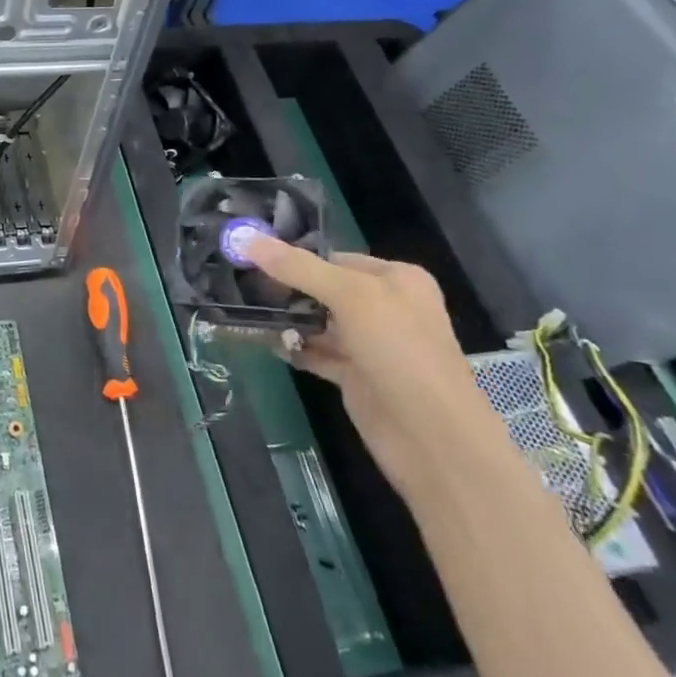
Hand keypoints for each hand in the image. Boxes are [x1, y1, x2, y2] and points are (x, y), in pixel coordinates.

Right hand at [246, 238, 513, 502]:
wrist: (434, 439)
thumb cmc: (399, 351)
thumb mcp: (350, 297)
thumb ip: (297, 267)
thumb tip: (246, 237)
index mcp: (397, 279)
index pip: (336, 258)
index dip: (296, 259)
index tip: (250, 260)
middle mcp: (386, 308)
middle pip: (325, 290)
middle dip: (287, 290)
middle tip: (242, 287)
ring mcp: (372, 345)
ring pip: (320, 323)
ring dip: (287, 321)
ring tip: (245, 314)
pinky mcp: (357, 377)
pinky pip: (318, 354)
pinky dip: (294, 349)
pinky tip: (264, 343)